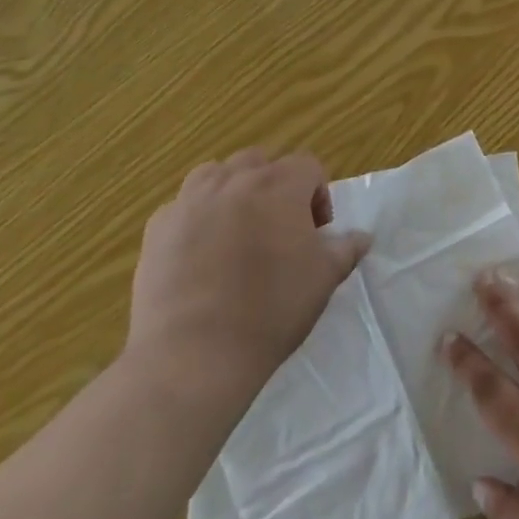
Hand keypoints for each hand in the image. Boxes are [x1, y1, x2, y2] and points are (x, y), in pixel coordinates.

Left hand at [127, 149, 369, 417]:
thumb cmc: (271, 310)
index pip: (308, 166)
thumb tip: (361, 237)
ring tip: (237, 231)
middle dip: (274, 187)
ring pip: (216, 175)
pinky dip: (196, 219)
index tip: (315, 233)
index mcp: (280, 185)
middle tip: (278, 229)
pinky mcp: (157, 229)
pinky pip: (182, 207)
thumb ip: (345, 249)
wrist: (193, 356)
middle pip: (260, 163)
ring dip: (231, 192)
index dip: (318, 195)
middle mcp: (235, 181)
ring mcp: (190, 202)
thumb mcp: (324, 279)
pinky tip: (199, 254)